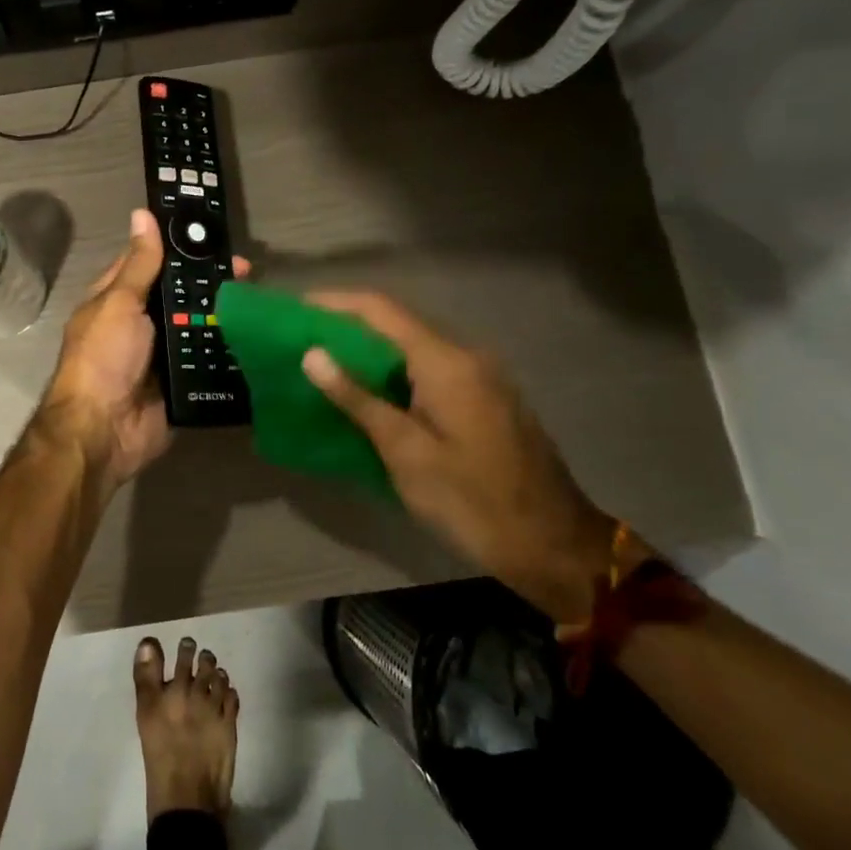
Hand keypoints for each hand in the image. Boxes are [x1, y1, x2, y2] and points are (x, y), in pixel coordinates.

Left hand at [38, 209, 247, 489]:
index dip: (177, 247)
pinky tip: (261, 340)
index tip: (213, 234)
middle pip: (180, 296)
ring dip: (225, 316)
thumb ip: (139, 264)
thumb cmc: (104, 358)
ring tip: (263, 301)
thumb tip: (143, 214)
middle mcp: (141, 324)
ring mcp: (163, 355)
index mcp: (117, 299)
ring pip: (199, 327)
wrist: (104, 432)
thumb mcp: (119, 303)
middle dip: (211, 283)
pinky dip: (229, 353)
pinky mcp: (182, 384)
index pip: (150, 262)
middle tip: (251, 271)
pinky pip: (209, 363)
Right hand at [299, 291, 624, 624]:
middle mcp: (467, 356)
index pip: (381, 311)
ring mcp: (483, 377)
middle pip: (398, 324)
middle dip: (348, 326)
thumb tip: (312, 354)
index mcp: (446, 362)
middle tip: (303, 339)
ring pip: (415, 348)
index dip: (335, 303)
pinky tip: (371, 392)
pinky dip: (395, 372)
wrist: (554, 546)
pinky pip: (432, 370)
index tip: (296, 307)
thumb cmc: (471, 500)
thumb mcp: (405, 452)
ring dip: (371, 351)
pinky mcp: (488, 399)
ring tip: (326, 364)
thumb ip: (357, 398)